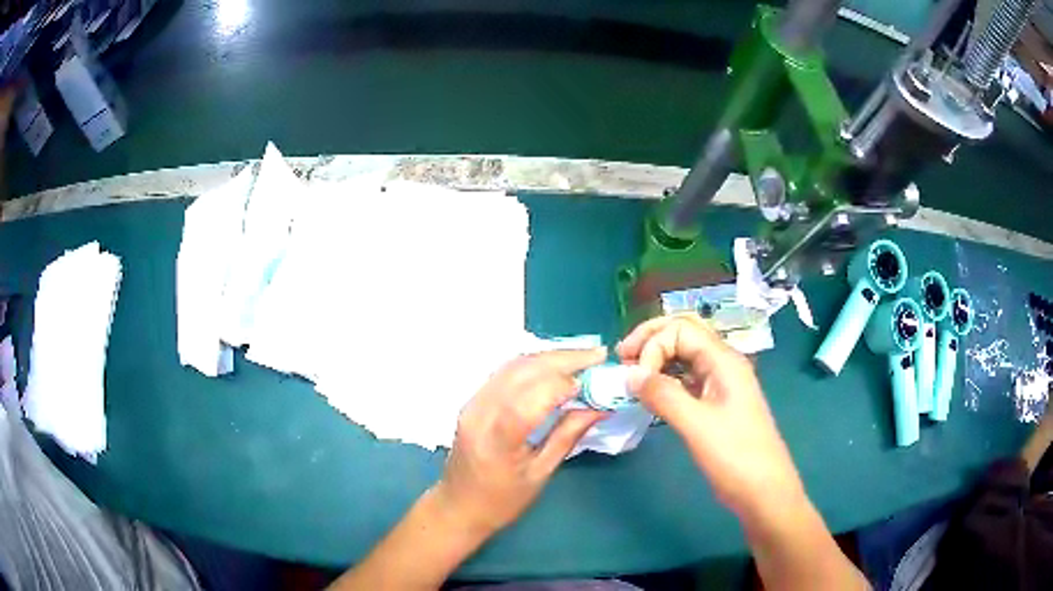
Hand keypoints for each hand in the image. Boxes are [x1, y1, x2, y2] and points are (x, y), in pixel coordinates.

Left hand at [436, 348, 607, 536]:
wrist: (458, 506)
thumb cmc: (501, 501)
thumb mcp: (540, 474)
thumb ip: (568, 436)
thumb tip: (600, 407)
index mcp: (497, 439)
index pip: (531, 398)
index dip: (564, 383)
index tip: (596, 380)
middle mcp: (480, 412)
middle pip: (522, 371)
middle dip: (563, 359)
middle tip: (598, 355)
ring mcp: (473, 403)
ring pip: (513, 365)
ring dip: (549, 357)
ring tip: (583, 358)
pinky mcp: (473, 400)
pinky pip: (505, 372)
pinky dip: (533, 364)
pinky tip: (555, 366)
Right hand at [618, 314, 804, 517]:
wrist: (764, 490)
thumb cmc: (735, 456)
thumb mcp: (697, 426)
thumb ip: (663, 395)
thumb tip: (629, 374)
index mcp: (723, 360)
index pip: (680, 329)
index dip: (652, 345)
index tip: (634, 378)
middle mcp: (723, 363)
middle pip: (684, 332)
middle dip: (651, 339)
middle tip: (623, 358)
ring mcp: (721, 382)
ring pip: (685, 354)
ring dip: (657, 357)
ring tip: (632, 375)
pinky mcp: (716, 401)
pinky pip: (687, 377)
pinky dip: (666, 378)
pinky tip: (651, 393)